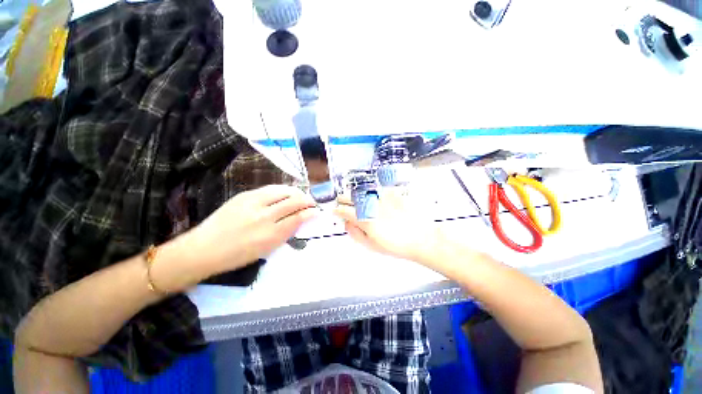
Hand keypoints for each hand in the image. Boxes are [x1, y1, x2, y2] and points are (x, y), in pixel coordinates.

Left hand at [180, 185, 318, 274]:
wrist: (204, 249)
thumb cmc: (237, 255)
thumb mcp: (266, 250)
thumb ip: (285, 233)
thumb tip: (300, 220)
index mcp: (270, 235)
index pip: (298, 218)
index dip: (310, 213)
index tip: (316, 211)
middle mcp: (264, 216)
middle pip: (293, 202)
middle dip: (306, 200)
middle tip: (311, 202)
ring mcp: (253, 203)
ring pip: (283, 191)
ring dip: (296, 192)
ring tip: (301, 195)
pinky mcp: (244, 195)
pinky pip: (270, 189)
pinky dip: (282, 190)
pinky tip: (285, 193)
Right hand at [333, 188, 444, 263]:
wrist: (421, 238)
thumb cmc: (395, 245)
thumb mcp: (371, 245)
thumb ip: (354, 233)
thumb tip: (346, 222)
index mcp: (363, 218)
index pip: (341, 209)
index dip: (336, 210)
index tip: (337, 212)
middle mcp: (370, 203)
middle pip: (347, 196)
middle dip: (343, 201)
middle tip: (347, 208)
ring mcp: (380, 195)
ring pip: (360, 190)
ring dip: (356, 197)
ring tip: (363, 205)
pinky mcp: (391, 192)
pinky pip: (375, 189)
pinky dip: (371, 194)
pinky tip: (378, 202)